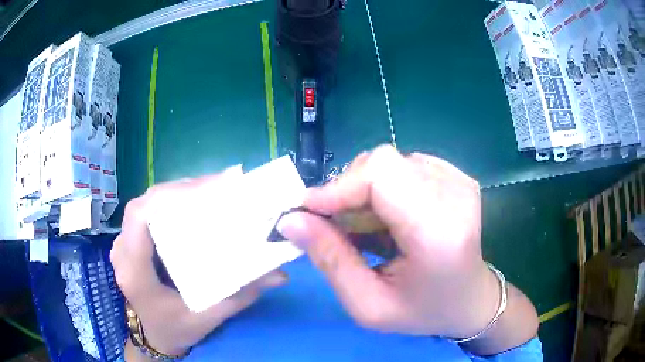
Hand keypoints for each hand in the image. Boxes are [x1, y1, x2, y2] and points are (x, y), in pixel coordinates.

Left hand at [111, 168, 286, 358]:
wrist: (155, 335)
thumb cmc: (176, 329)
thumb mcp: (208, 317)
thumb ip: (241, 296)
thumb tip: (280, 275)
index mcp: (134, 271)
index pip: (140, 217)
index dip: (170, 196)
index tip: (209, 191)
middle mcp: (123, 251)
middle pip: (144, 204)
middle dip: (180, 190)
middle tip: (219, 187)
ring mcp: (124, 243)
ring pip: (146, 204)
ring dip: (177, 193)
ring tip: (211, 191)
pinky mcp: (132, 241)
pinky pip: (148, 212)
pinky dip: (170, 202)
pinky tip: (193, 204)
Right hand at [277, 145, 537, 353]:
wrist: (470, 299)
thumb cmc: (423, 311)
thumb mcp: (368, 305)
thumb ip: (329, 260)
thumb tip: (291, 220)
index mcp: (439, 232)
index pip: (381, 175)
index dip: (337, 187)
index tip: (306, 212)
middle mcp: (455, 195)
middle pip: (382, 163)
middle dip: (347, 191)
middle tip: (336, 227)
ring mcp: (458, 180)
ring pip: (389, 163)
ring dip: (365, 192)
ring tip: (366, 228)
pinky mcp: (456, 176)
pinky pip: (404, 166)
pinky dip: (385, 189)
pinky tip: (390, 218)